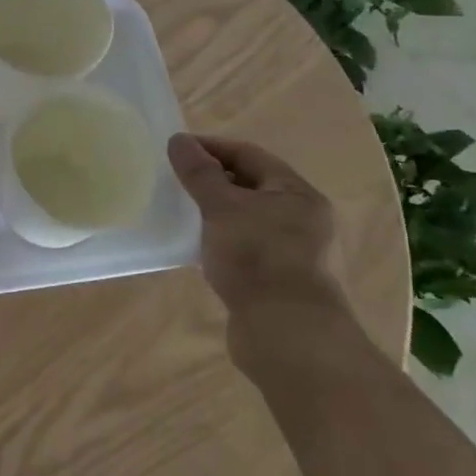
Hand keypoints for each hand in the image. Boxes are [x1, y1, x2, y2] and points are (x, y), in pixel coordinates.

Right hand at [167, 134, 352, 374]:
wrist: (286, 335)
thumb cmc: (257, 258)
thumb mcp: (222, 207)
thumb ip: (200, 173)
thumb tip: (178, 140)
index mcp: (296, 193)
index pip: (249, 155)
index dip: (211, 148)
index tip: (176, 150)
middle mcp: (300, 219)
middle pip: (250, 186)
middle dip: (212, 180)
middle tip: (175, 179)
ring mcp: (290, 252)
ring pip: (246, 218)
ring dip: (215, 212)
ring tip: (180, 210)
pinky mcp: (276, 280)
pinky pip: (243, 247)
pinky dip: (220, 240)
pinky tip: (196, 246)